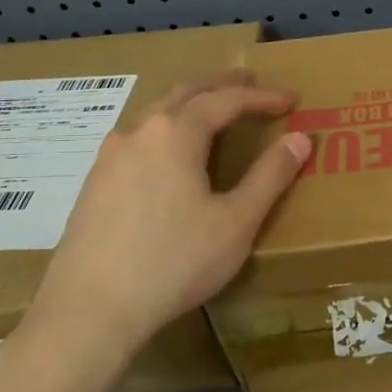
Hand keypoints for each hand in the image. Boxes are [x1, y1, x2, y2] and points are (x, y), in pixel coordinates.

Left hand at [17, 70, 311, 379]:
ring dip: (190, 103)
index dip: (262, 97)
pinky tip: (171, 152)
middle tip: (250, 81)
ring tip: (213, 109)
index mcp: (175, 132)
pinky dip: (167, 128)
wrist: (90, 311)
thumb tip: (300, 139)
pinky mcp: (94, 182)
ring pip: (156, 112)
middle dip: (221, 84)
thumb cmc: (174, 262)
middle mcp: (138, 131)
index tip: (291, 100)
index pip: (227, 100)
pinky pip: (139, 137)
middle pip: (185, 92)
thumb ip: (271, 176)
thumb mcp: (236, 222)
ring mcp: (109, 156)